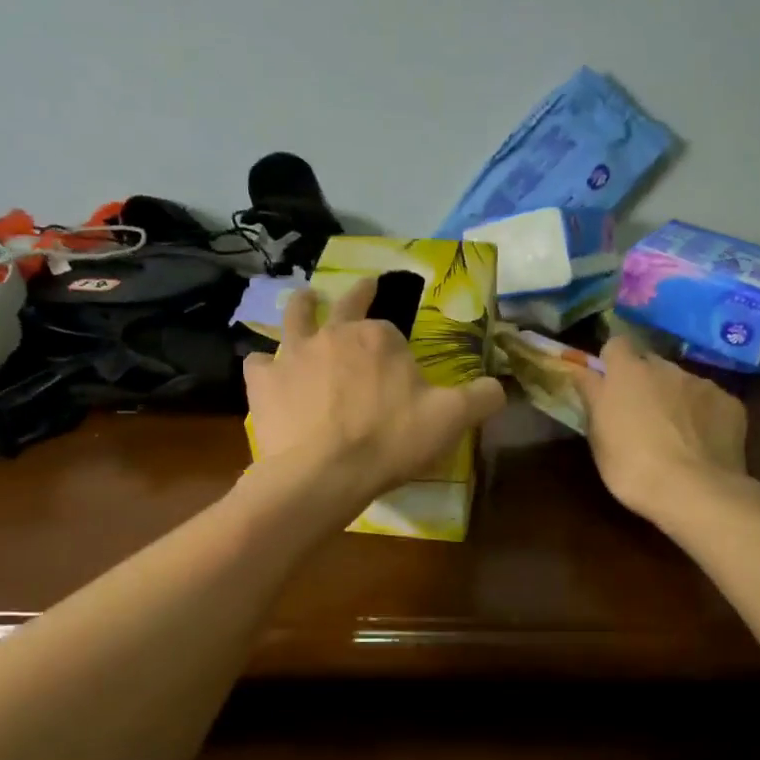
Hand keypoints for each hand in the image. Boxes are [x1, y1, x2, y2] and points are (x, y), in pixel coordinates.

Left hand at [243, 275, 505, 513]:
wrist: (322, 473)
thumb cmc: (389, 441)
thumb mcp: (450, 420)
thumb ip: (481, 397)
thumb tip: (501, 386)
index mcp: (378, 338)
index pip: (391, 329)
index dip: (397, 345)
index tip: (402, 366)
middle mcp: (333, 334)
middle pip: (344, 304)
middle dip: (357, 293)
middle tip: (363, 286)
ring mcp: (292, 354)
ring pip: (295, 317)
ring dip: (302, 306)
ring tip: (305, 299)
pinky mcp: (263, 382)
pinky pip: (257, 362)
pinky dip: (263, 364)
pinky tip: (264, 371)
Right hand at [569, 337, 755, 523]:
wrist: (695, 491)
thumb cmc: (632, 467)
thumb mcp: (597, 436)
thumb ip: (593, 398)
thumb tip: (586, 373)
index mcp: (627, 373)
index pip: (616, 344)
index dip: (612, 362)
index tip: (609, 385)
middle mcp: (666, 367)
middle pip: (650, 363)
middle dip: (644, 381)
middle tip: (640, 414)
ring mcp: (702, 383)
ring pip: (682, 382)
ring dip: (675, 398)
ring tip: (675, 434)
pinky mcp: (730, 402)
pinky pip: (710, 401)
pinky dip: (704, 415)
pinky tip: (702, 443)